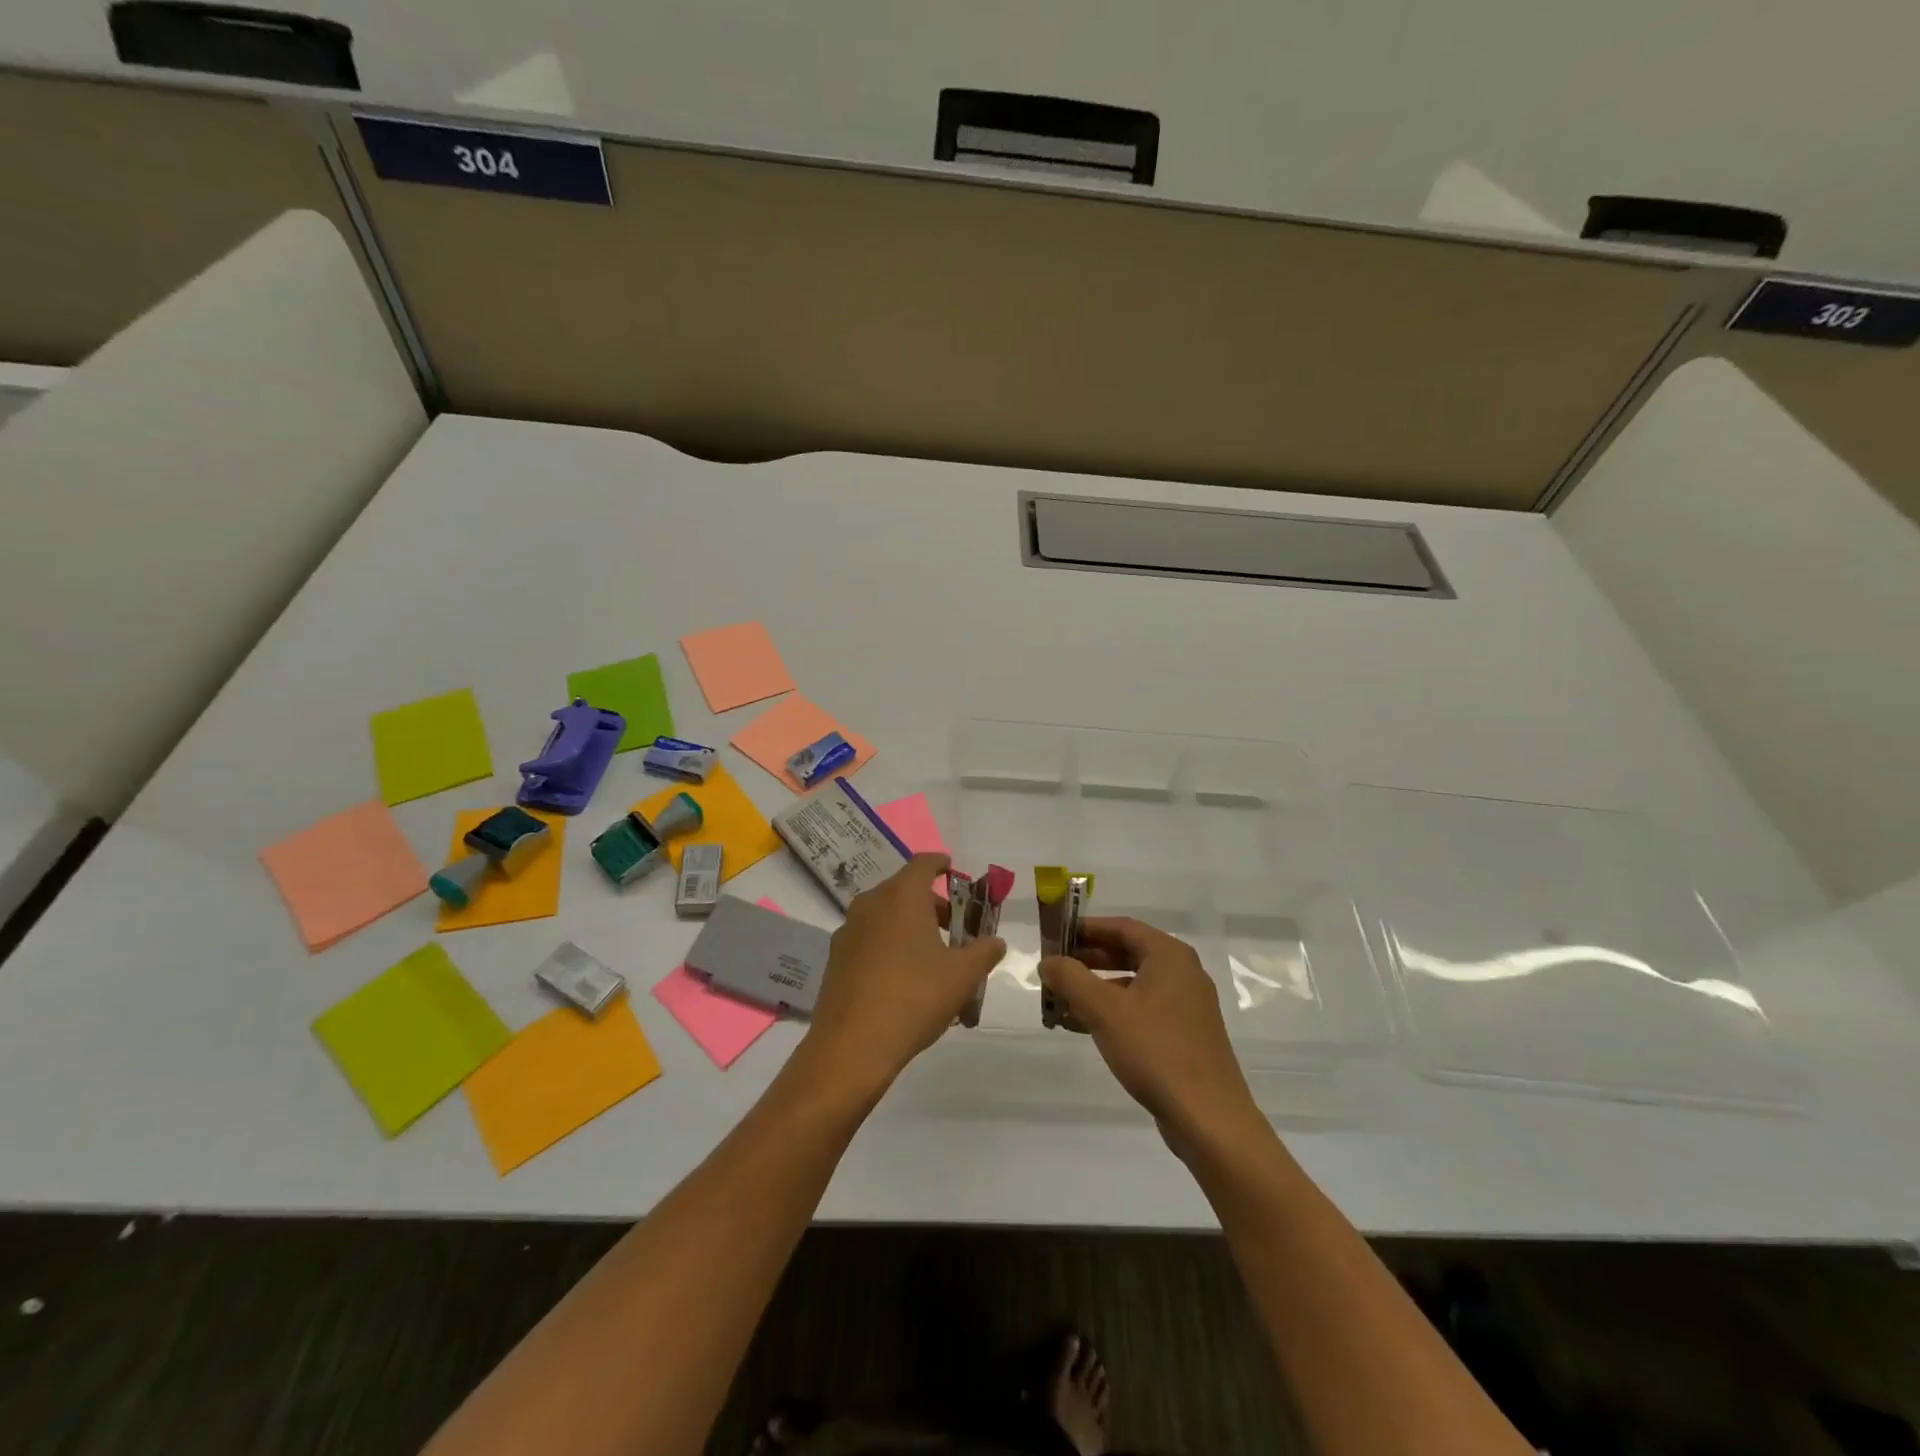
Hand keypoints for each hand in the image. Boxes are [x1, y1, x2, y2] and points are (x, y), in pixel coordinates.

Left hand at [802, 854, 1005, 1098]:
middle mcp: (870, 904)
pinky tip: (904, 980)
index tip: (952, 870)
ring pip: (885, 916)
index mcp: (901, 896)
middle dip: (931, 904)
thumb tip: (996, 942)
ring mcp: (848, 931)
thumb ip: (983, 952)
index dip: (940, 864)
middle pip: (904, 890)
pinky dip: (889, 946)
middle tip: (955, 928)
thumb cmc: (914, 997)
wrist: (851, 1046)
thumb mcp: (962, 976)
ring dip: (909, 927)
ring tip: (933, 959)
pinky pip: (869, 940)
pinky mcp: (836, 959)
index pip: (923, 863)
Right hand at [1038, 918, 1261, 1149]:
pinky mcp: (1185, 1035)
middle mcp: (1182, 973)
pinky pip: (1142, 1009)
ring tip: (1060, 1000)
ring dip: (1096, 989)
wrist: (1208, 1118)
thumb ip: (1071, 978)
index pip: (1121, 927)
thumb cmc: (1155, 1050)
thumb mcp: (1104, 1010)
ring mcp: (1186, 1005)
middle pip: (1127, 953)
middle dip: (1087, 960)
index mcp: (1169, 956)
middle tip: (1054, 968)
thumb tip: (1048, 961)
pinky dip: (1113, 1011)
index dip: (1086, 928)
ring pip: (1132, 984)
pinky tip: (1082, 1026)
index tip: (1055, 936)